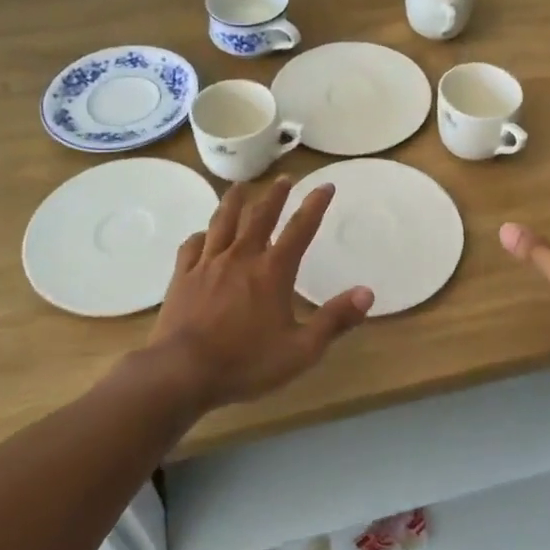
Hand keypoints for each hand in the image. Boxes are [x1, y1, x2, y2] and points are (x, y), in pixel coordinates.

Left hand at [148, 177, 373, 410]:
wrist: (182, 372)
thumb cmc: (246, 363)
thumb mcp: (301, 350)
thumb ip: (335, 320)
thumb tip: (367, 293)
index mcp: (273, 271)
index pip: (300, 229)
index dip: (315, 205)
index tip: (325, 185)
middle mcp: (242, 257)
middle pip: (260, 216)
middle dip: (275, 194)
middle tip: (284, 178)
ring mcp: (208, 264)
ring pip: (223, 221)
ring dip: (234, 201)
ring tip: (241, 186)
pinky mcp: (183, 276)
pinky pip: (192, 246)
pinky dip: (201, 235)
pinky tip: (203, 234)